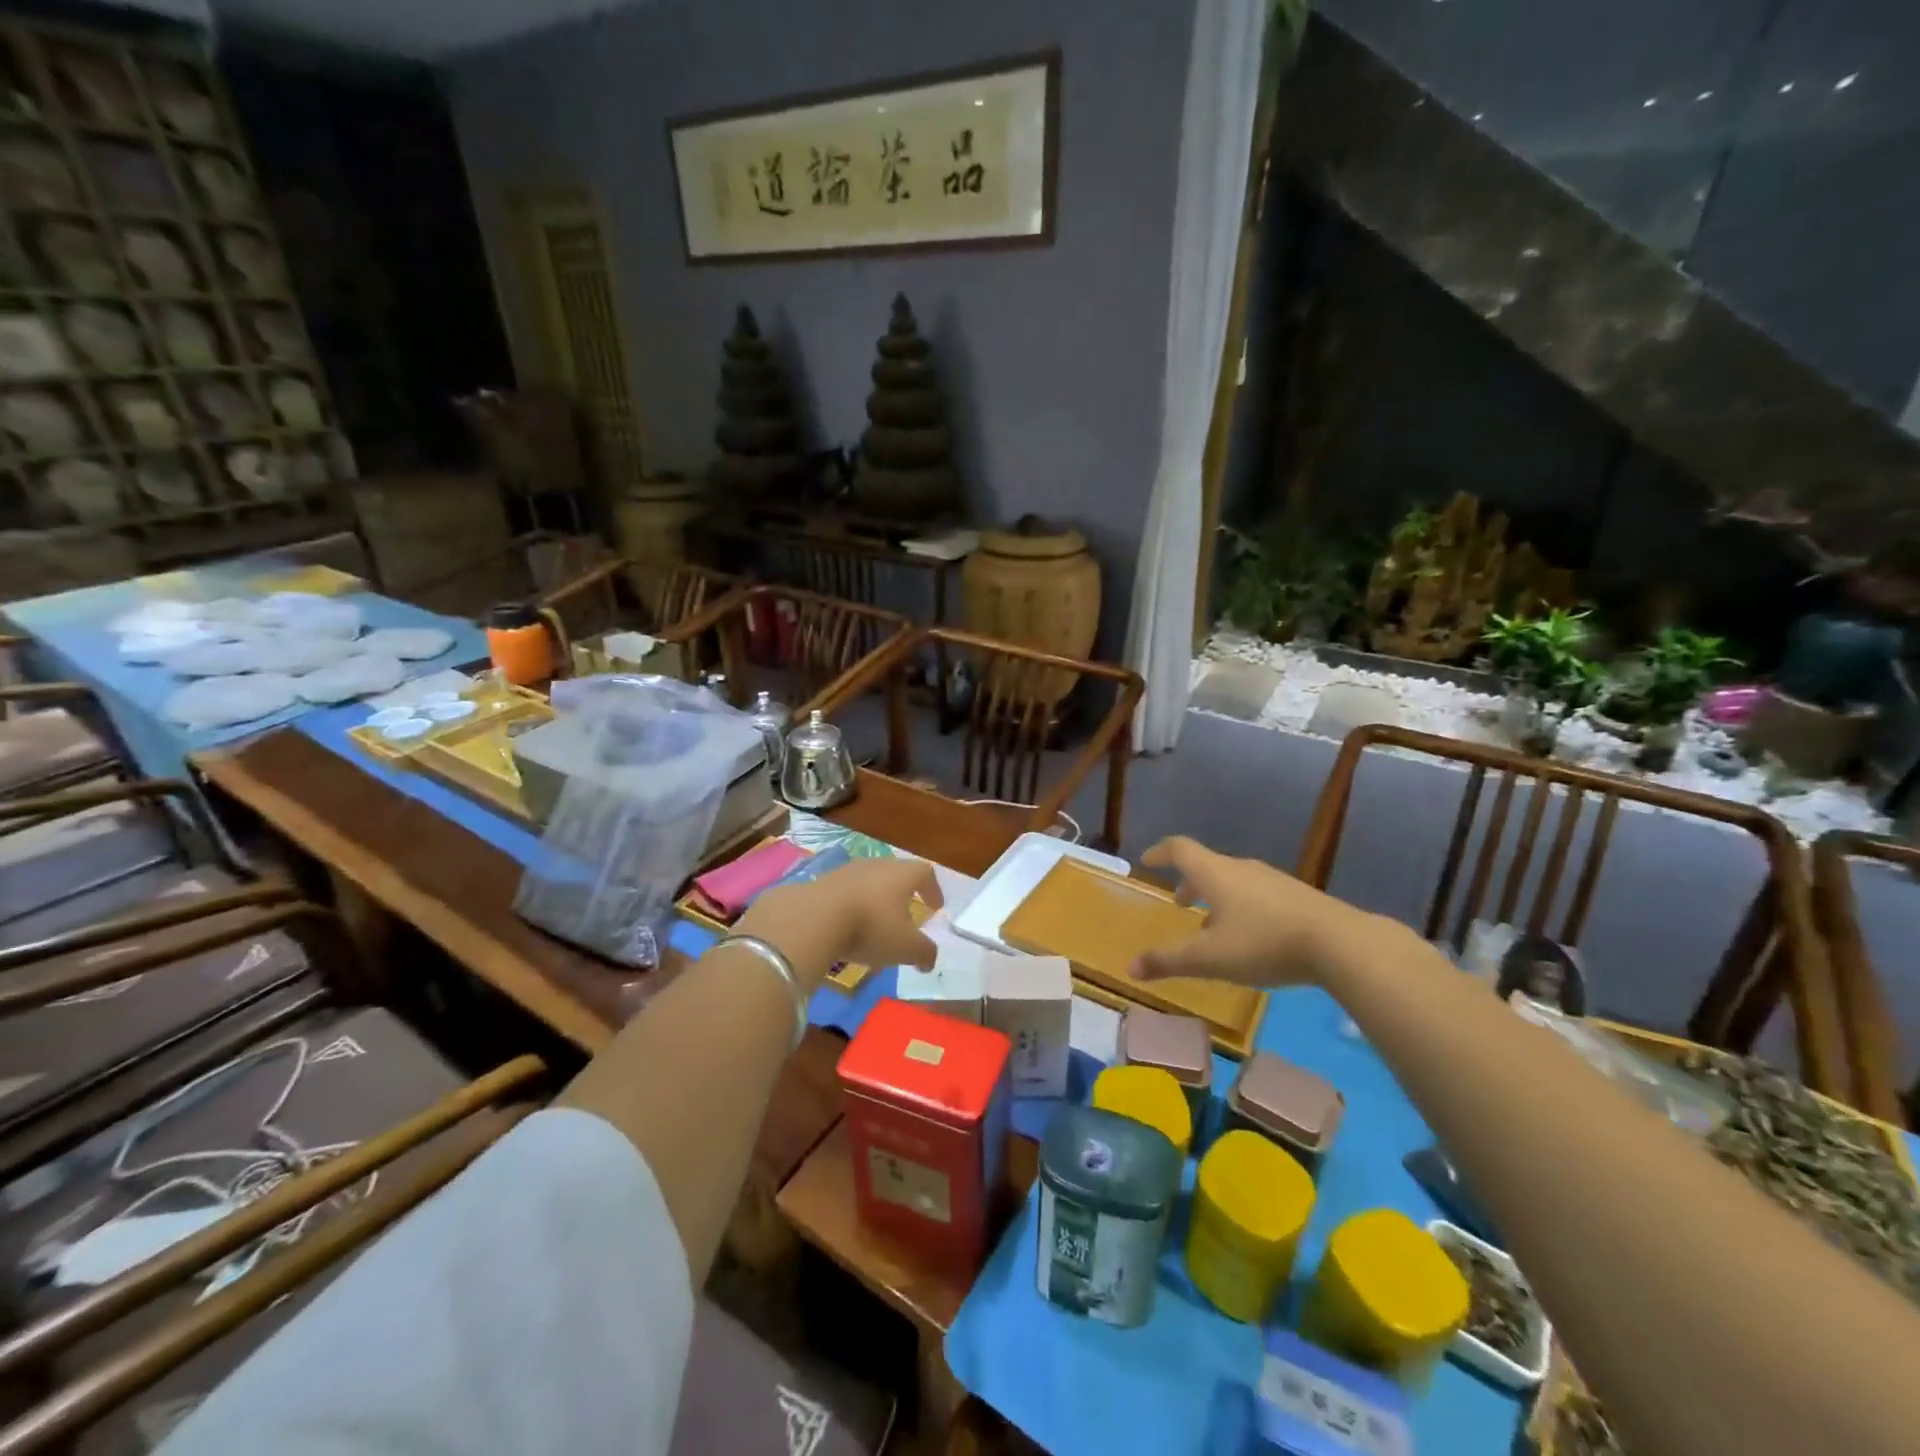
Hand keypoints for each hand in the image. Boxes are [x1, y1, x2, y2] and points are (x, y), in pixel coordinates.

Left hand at [736, 857, 942, 991]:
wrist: (813, 918)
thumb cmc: (870, 927)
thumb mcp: (905, 947)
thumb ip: (924, 953)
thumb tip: (929, 960)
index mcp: (902, 875)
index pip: (925, 873)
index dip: (933, 889)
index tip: (936, 906)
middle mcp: (876, 866)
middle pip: (896, 874)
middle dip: (903, 894)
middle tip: (907, 914)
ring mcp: (846, 872)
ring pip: (869, 883)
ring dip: (876, 901)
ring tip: (875, 925)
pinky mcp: (821, 883)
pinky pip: (845, 893)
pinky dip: (852, 908)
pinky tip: (847, 928)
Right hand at [1132, 836, 1380, 988]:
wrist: (1340, 943)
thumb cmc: (1264, 943)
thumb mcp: (1210, 958)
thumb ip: (1169, 961)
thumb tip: (1129, 967)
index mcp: (1215, 873)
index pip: (1180, 849)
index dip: (1160, 852)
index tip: (1147, 861)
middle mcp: (1241, 868)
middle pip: (1207, 865)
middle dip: (1189, 882)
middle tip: (1178, 902)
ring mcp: (1273, 880)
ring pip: (1234, 881)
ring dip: (1216, 896)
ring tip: (1212, 925)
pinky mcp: (1297, 896)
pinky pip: (1257, 893)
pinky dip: (1241, 906)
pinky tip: (1251, 936)